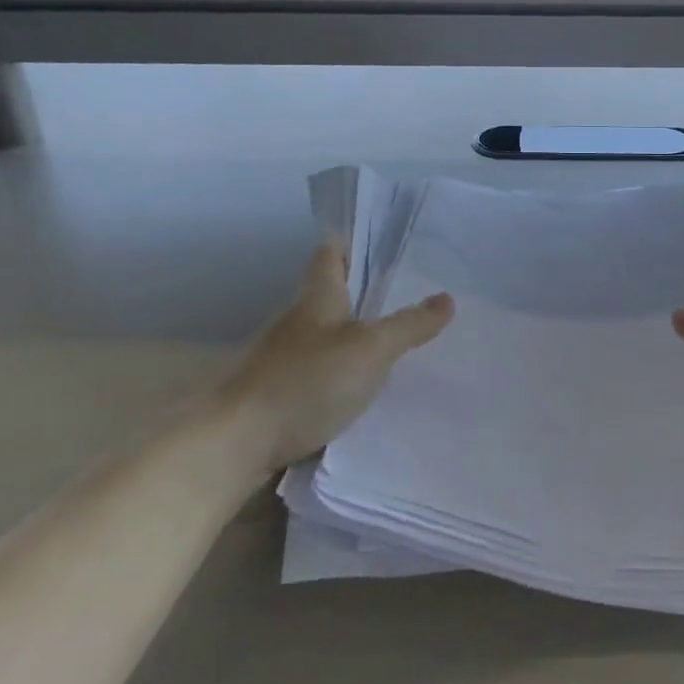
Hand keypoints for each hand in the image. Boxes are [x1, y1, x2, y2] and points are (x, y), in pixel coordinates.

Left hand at [229, 242, 453, 467]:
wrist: (237, 443)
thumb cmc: (306, 382)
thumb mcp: (371, 350)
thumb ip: (409, 325)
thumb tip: (447, 298)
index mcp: (316, 298)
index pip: (329, 254)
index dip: (349, 242)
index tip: (376, 240)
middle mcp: (295, 321)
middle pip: (326, 293)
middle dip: (359, 290)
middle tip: (401, 291)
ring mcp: (280, 358)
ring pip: (321, 333)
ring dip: (349, 333)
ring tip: (388, 339)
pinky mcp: (274, 392)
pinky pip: (314, 369)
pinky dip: (336, 369)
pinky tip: (358, 386)